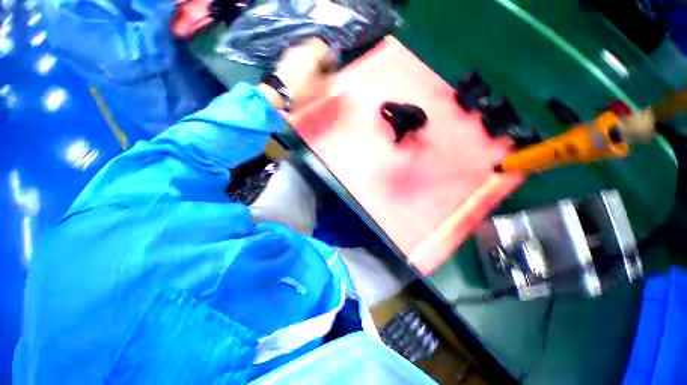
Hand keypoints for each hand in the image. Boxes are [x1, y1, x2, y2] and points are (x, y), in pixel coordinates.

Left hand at [260, 37, 337, 110]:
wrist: (280, 94)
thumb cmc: (303, 89)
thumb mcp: (322, 87)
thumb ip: (332, 79)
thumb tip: (337, 76)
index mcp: (311, 51)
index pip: (323, 46)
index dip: (330, 56)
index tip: (332, 68)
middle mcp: (300, 47)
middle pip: (313, 48)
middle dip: (321, 60)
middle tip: (324, 73)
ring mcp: (290, 53)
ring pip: (304, 54)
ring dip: (311, 63)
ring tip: (314, 78)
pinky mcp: (283, 61)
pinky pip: (296, 60)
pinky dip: (302, 66)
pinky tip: (304, 79)